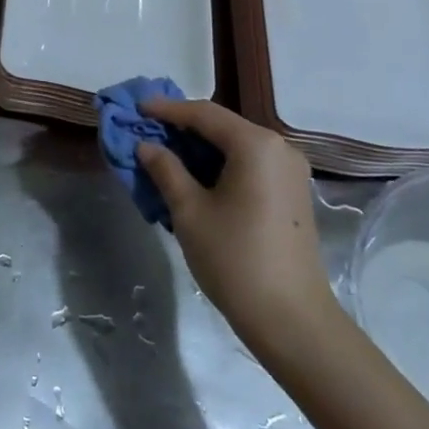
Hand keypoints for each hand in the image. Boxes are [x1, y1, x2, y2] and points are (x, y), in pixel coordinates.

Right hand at [137, 99, 335, 334]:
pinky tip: (196, 176)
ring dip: (200, 148)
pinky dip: (220, 164)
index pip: (203, 113)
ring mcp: (290, 172)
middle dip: (182, 127)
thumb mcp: (189, 211)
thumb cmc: (235, 259)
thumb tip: (146, 145)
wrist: (292, 319)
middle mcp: (279, 149)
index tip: (136, 108)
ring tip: (165, 153)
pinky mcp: (292, 194)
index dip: (166, 109)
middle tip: (147, 130)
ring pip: (236, 146)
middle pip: (222, 126)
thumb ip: (166, 169)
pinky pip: (250, 165)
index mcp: (255, 145)